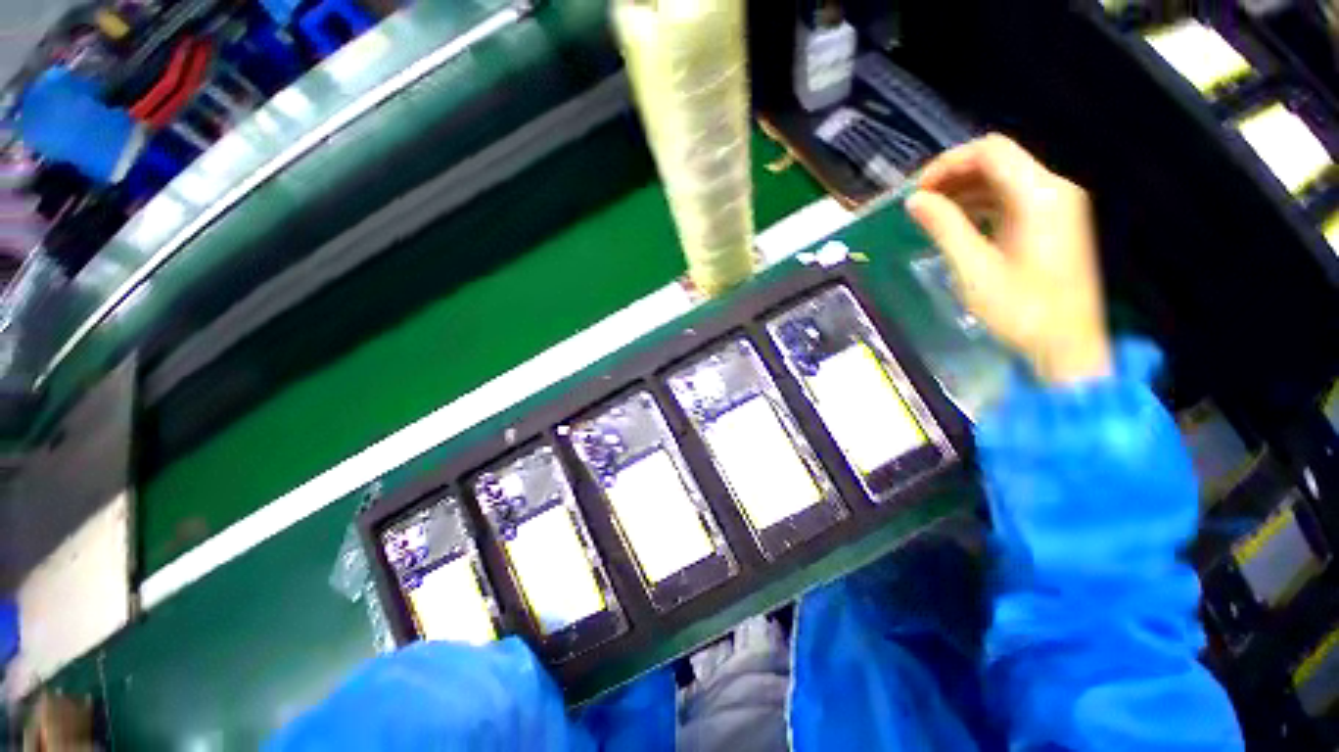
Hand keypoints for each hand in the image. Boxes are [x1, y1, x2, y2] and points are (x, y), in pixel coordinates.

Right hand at [905, 134, 1111, 384]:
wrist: (1068, 345)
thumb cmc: (1022, 310)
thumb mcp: (975, 270)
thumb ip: (945, 228)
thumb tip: (915, 200)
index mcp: (1040, 196)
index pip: (990, 151)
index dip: (947, 163)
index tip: (917, 191)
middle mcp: (1053, 190)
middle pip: (997, 161)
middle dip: (953, 176)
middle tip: (918, 203)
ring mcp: (1056, 206)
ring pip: (1003, 180)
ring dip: (964, 190)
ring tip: (930, 214)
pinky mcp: (1052, 224)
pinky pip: (1011, 200)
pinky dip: (980, 205)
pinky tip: (956, 224)